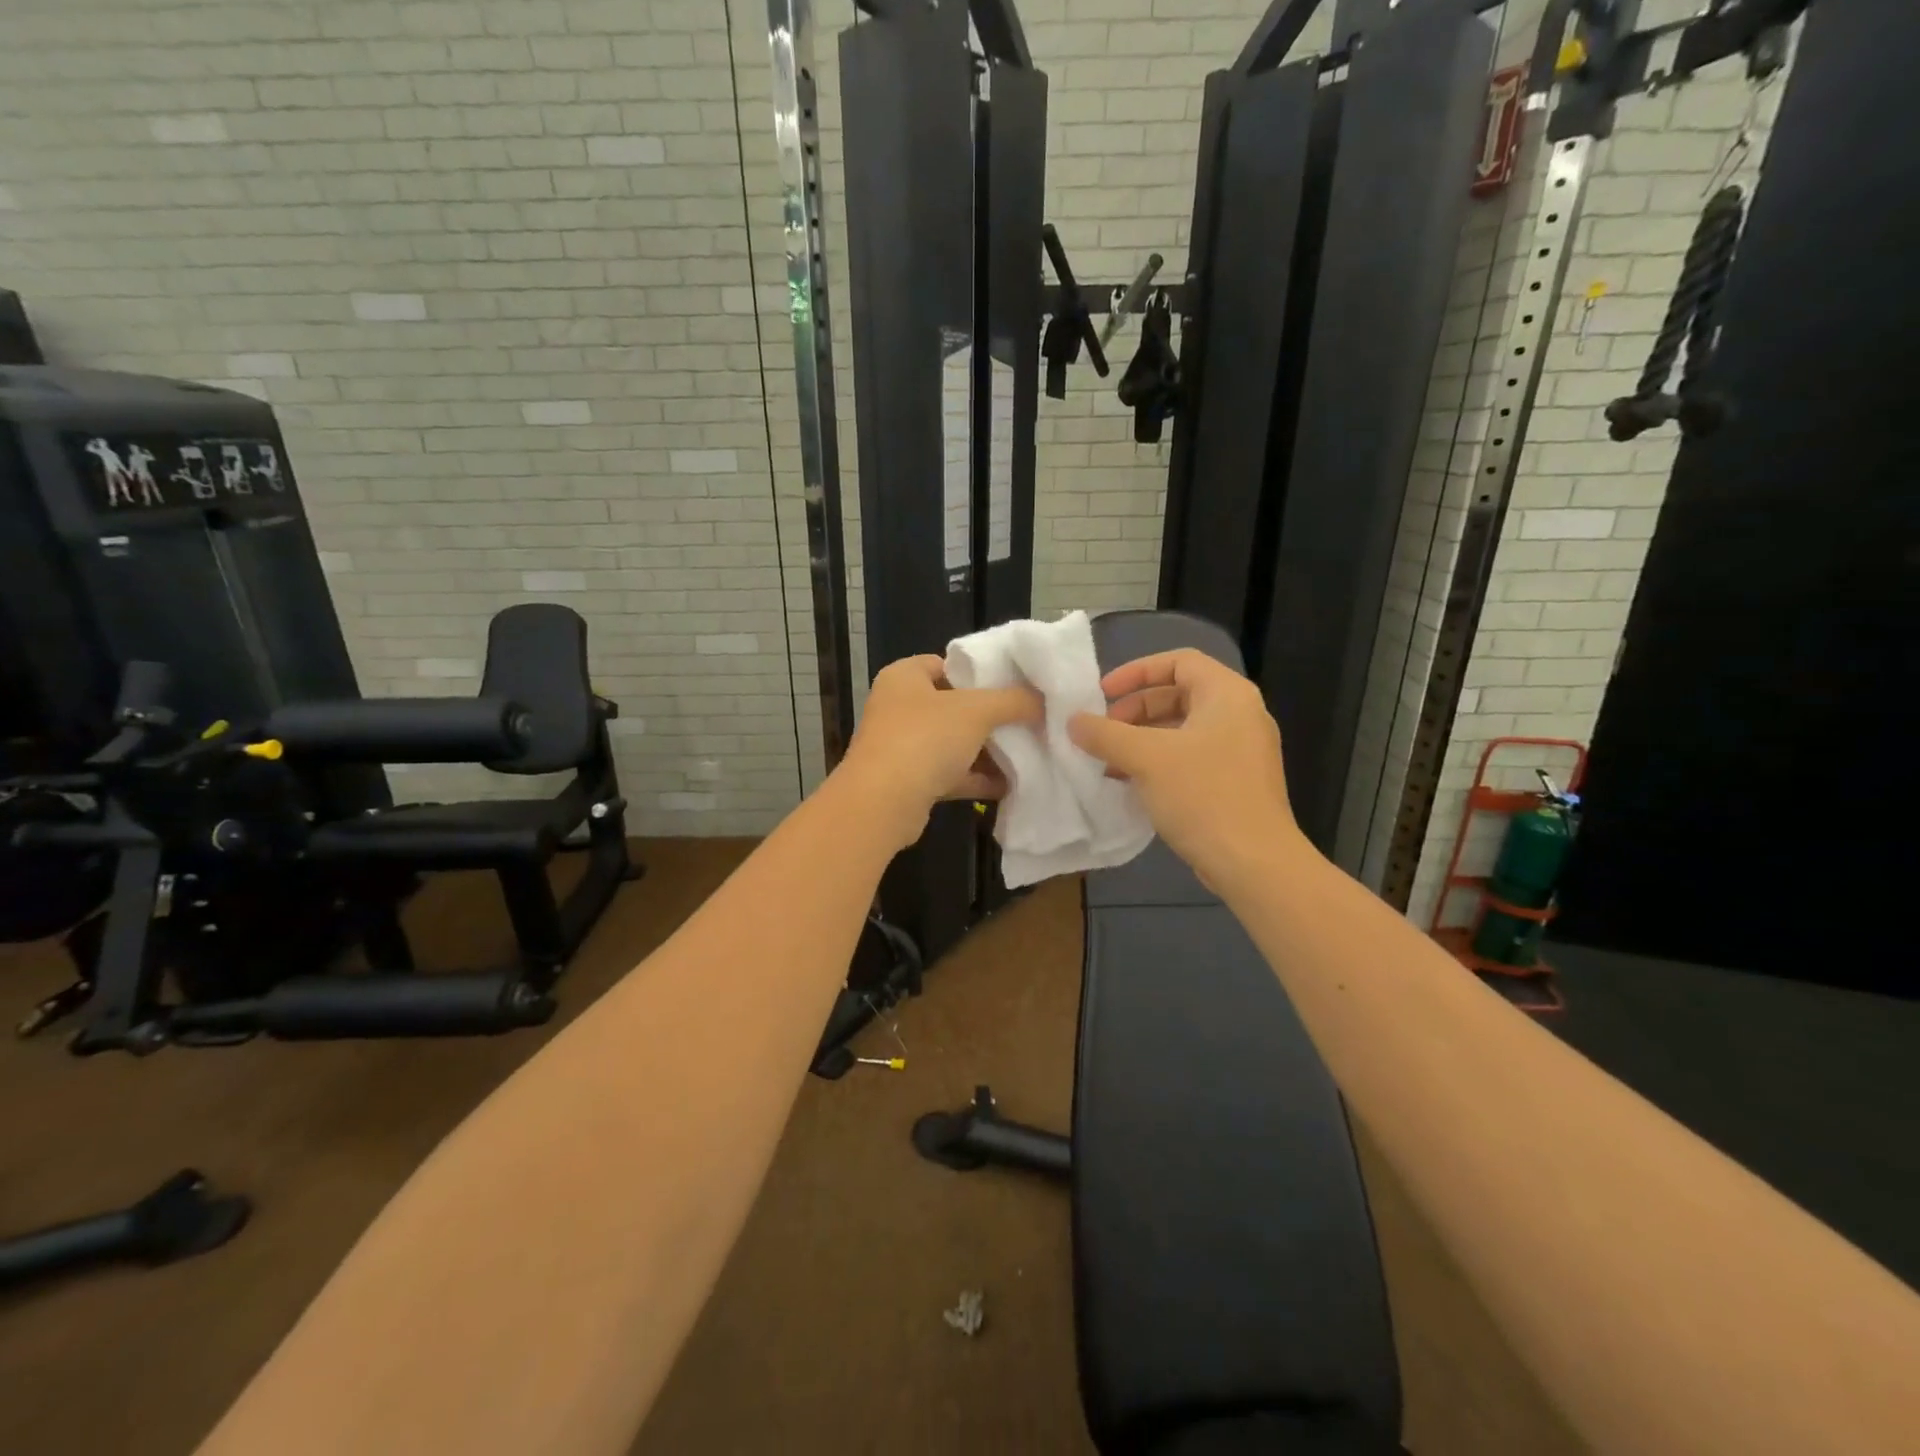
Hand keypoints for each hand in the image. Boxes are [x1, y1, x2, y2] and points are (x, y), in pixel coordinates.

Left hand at [838, 655, 1042, 850]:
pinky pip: (950, 774)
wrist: (883, 804)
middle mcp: (898, 707)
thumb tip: (1041, 699)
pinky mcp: (909, 782)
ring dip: (987, 750)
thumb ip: (1013, 700)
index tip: (1015, 685)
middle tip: (1028, 720)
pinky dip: (976, 778)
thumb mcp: (977, 710)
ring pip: (953, 743)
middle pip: (954, 706)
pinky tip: (1010, 784)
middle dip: (991, 716)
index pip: (947, 664)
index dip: (981, 672)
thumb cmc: (925, 739)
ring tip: (1028, 752)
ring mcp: (901, 746)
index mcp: (904, 677)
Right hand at [1068, 649, 1305, 886]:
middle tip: (1102, 731)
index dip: (1136, 671)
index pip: (1179, 661)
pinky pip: (1190, 757)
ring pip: (1181, 729)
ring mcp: (1240, 750)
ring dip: (1141, 739)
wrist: (1254, 863)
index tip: (1103, 693)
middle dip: (1134, 710)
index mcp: (1227, 694)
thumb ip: (1104, 734)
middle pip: (1179, 694)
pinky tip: (1130, 783)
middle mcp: (1240, 714)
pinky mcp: (1235, 781)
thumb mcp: (1145, 758)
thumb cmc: (1203, 796)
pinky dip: (1159, 761)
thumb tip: (1073, 721)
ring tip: (1108, 760)